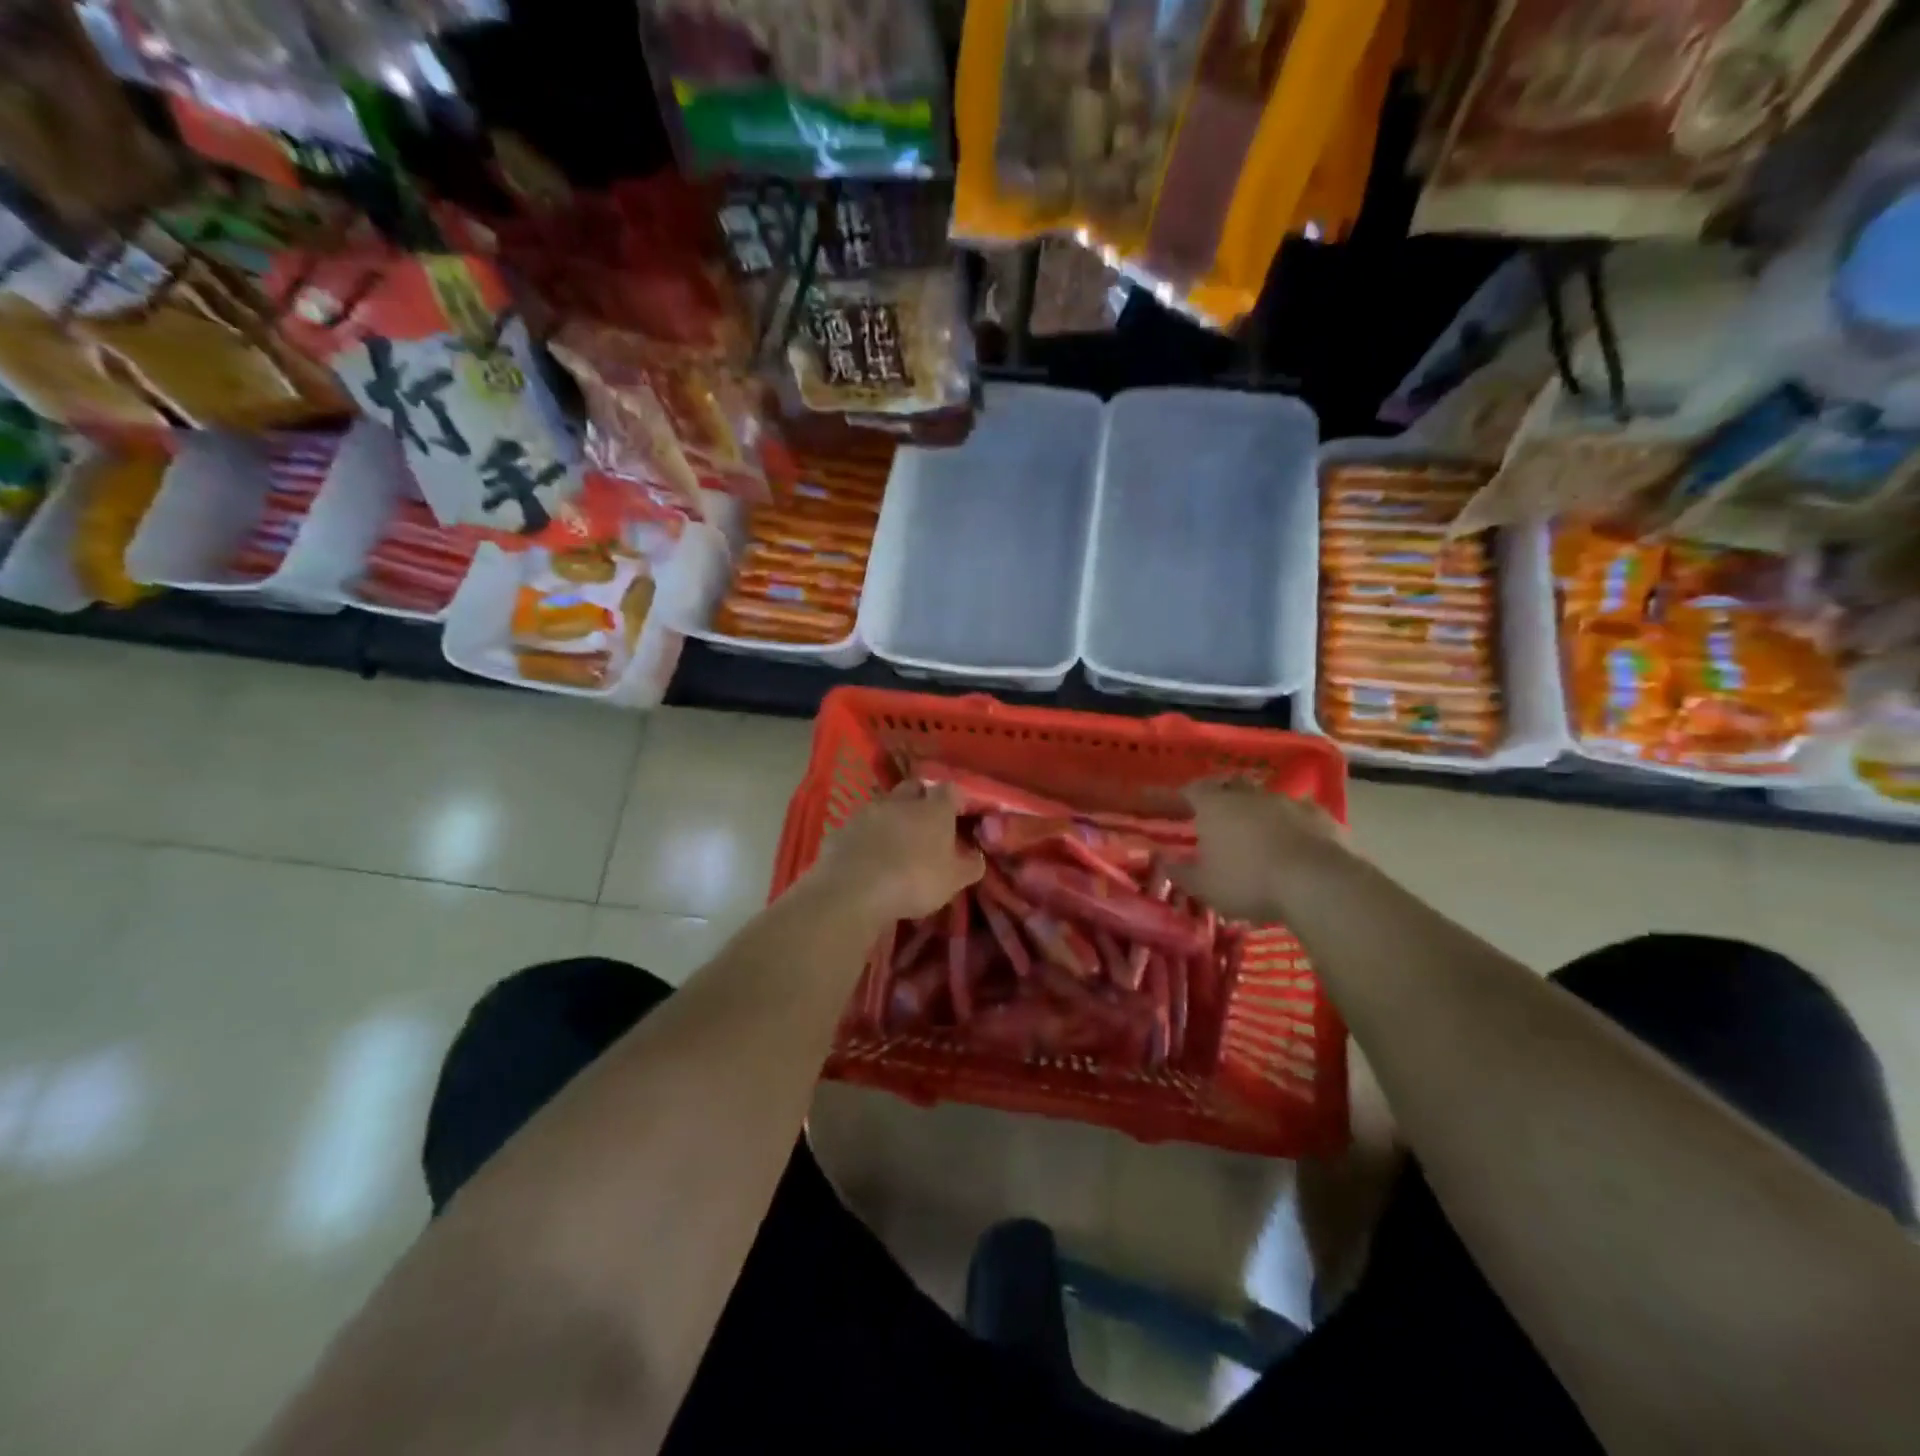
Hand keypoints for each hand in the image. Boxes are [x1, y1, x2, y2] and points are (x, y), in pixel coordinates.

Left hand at [808, 782, 983, 924]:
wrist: (853, 889)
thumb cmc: (914, 881)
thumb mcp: (953, 881)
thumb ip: (970, 865)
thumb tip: (976, 855)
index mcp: (933, 810)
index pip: (950, 790)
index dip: (955, 799)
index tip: (959, 814)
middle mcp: (901, 802)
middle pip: (914, 788)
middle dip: (921, 799)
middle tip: (926, 823)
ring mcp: (868, 812)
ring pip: (885, 805)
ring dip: (892, 818)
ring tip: (895, 842)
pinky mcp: (842, 828)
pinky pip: (860, 826)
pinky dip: (867, 836)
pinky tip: (867, 856)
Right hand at [1169, 779, 1353, 922]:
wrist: (1318, 882)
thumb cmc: (1249, 881)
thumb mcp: (1204, 886)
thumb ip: (1180, 872)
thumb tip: (1160, 859)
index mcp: (1215, 806)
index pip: (1191, 790)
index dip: (1180, 795)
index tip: (1172, 802)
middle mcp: (1249, 795)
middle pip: (1230, 783)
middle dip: (1221, 793)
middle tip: (1215, 809)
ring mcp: (1288, 802)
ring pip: (1265, 797)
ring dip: (1257, 809)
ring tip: (1254, 829)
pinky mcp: (1321, 816)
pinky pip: (1299, 814)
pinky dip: (1291, 823)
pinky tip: (1293, 840)